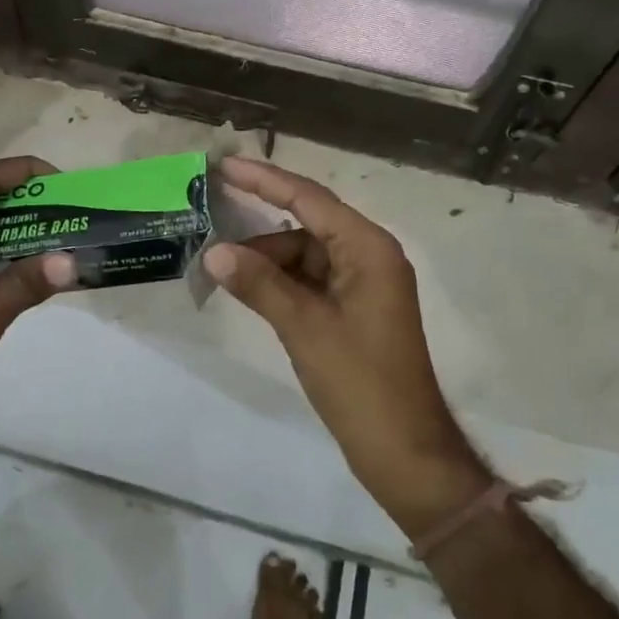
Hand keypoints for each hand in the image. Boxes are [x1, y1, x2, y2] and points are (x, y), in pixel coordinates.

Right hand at [204, 158, 491, 539]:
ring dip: (268, 260)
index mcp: (368, 248)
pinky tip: (249, 289)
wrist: (405, 453)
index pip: (309, 199)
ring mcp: (363, 283)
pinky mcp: (355, 308)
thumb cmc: (361, 383)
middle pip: (307, 224)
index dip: (264, 179)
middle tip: (213, 220)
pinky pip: (311, 280)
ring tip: (222, 269)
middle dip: (260, 228)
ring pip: (306, 254)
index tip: (225, 165)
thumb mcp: (304, 328)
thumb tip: (214, 252)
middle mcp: (369, 255)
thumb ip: (259, 284)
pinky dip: (281, 282)